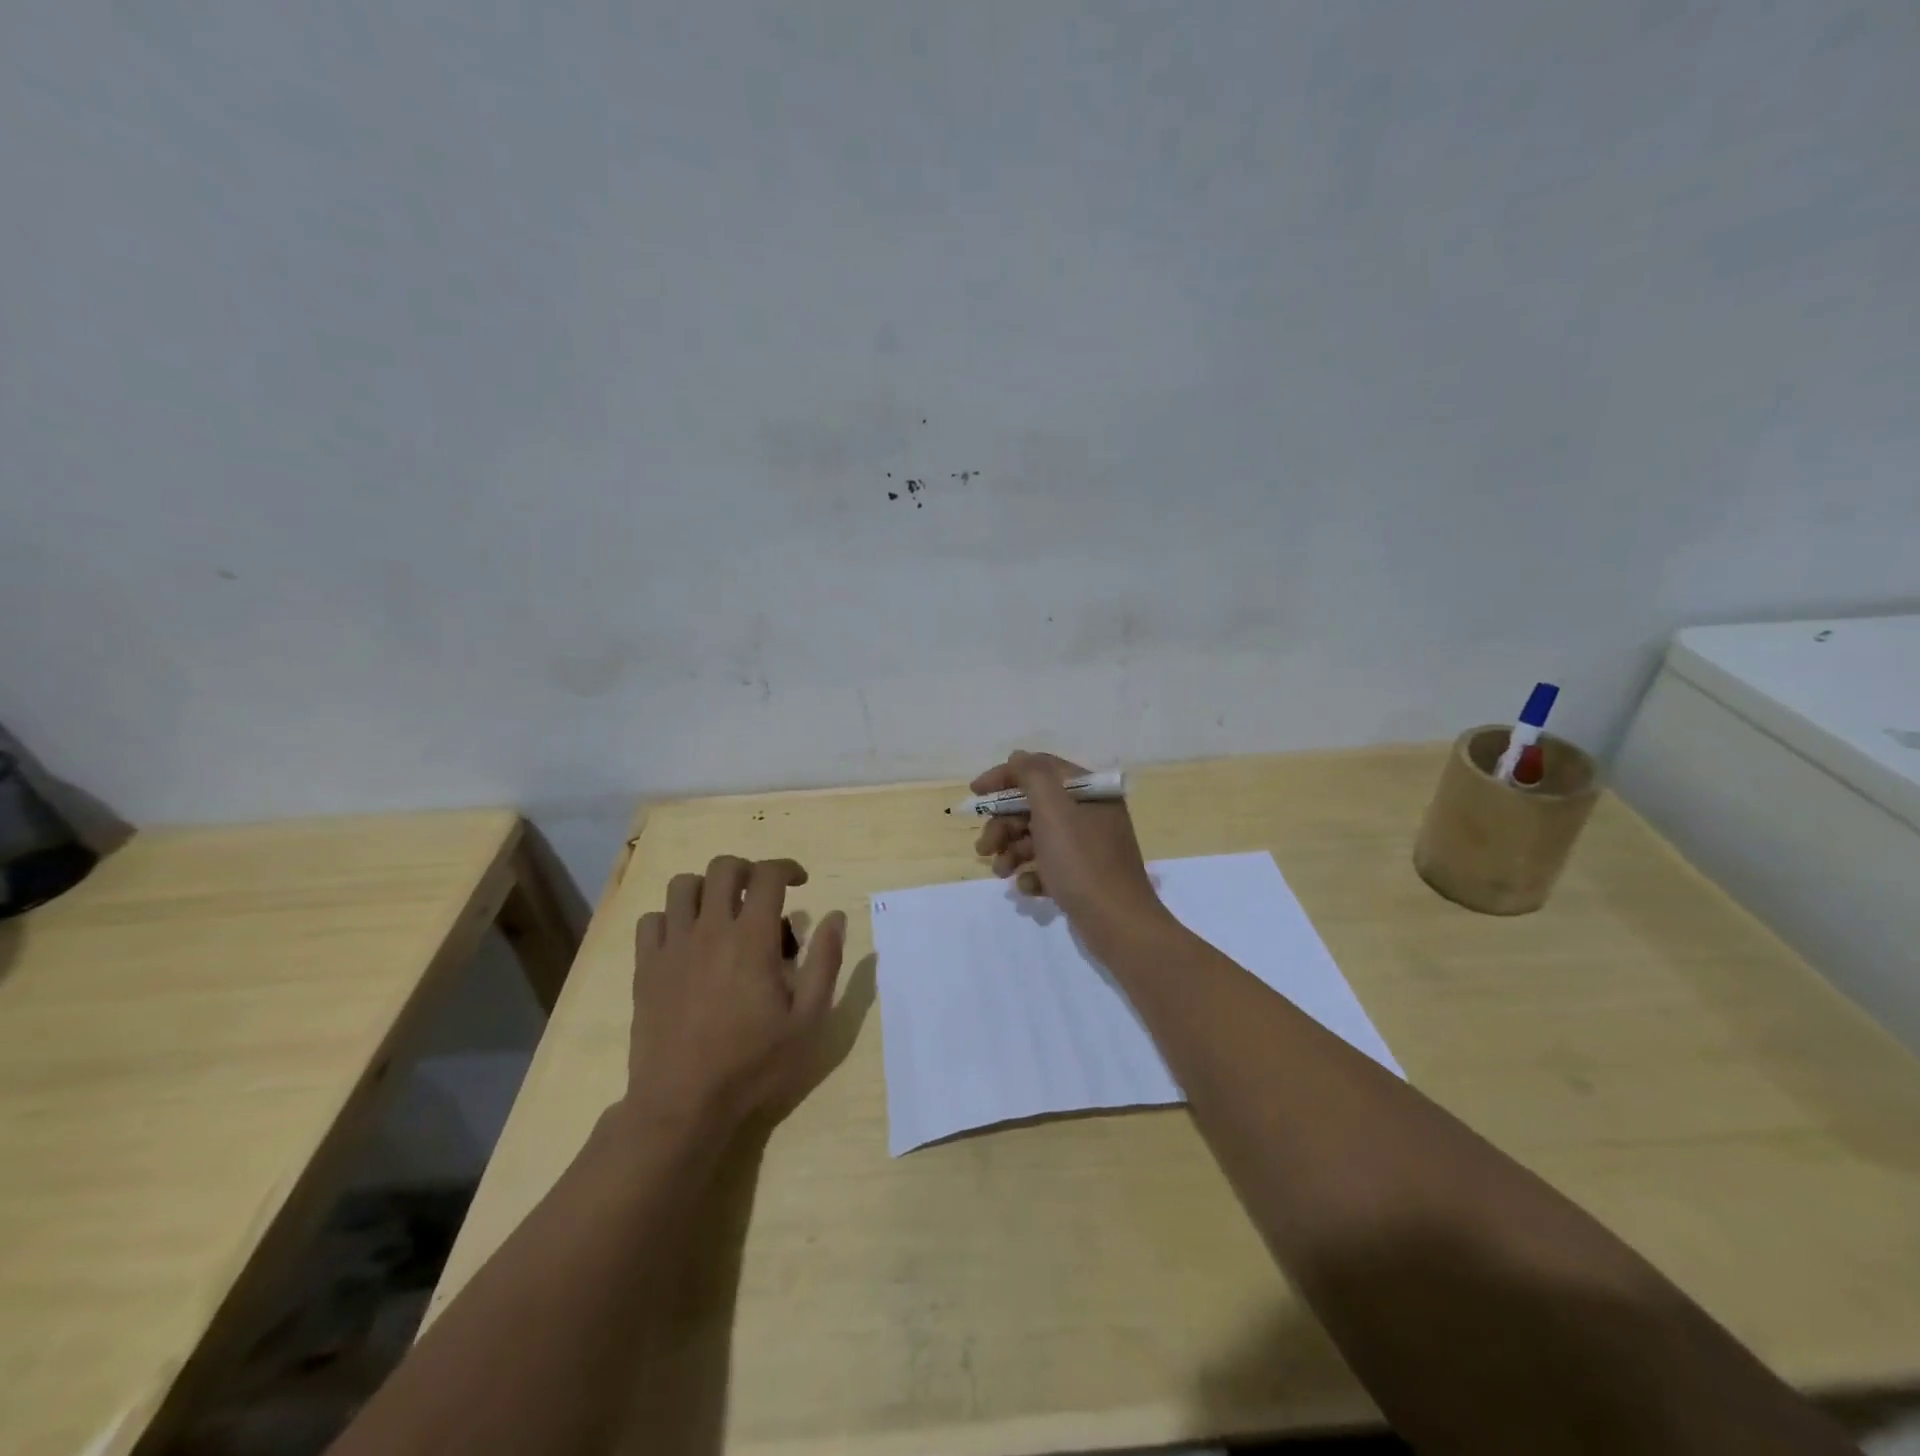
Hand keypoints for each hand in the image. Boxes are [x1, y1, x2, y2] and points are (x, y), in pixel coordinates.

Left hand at [626, 855, 846, 1131]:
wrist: (682, 1103)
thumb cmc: (753, 1063)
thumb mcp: (808, 1020)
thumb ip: (825, 962)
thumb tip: (835, 917)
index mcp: (752, 938)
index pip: (768, 875)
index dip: (788, 868)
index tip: (800, 882)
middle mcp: (710, 929)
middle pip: (723, 868)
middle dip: (747, 869)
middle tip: (761, 893)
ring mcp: (672, 947)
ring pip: (682, 886)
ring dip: (706, 888)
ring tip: (721, 912)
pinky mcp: (645, 968)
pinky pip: (651, 920)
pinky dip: (670, 919)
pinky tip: (685, 941)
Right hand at [971, 751, 1169, 947]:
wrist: (1117, 924)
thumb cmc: (1082, 861)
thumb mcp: (1054, 810)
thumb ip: (1032, 776)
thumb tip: (1017, 757)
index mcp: (1089, 791)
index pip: (1040, 769)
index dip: (1004, 777)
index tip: (975, 792)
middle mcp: (1090, 813)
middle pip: (1034, 806)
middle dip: (1004, 824)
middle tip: (984, 846)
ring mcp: (1087, 846)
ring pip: (1037, 837)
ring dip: (1012, 851)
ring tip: (1001, 872)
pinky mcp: (1083, 875)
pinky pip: (1048, 865)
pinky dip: (1032, 873)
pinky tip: (1028, 887)